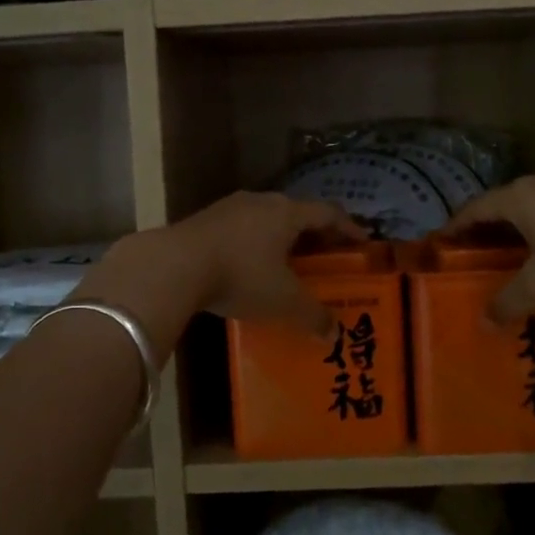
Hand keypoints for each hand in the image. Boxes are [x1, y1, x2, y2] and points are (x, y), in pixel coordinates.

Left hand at [106, 192, 364, 339]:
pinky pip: (240, 229)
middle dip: (314, 235)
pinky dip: (253, 245)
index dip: (348, 227)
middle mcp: (261, 202)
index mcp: (287, 213)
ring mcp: (228, 208)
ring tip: (286, 263)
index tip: (362, 242)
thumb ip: (312, 316)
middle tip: (325, 257)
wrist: (172, 266)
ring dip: (280, 239)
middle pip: (297, 213)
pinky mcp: (202, 221)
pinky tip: (247, 268)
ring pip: (265, 219)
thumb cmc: (240, 276)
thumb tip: (333, 333)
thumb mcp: (283, 301)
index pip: (328, 213)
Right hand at [443, 175, 534, 320]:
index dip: (454, 228)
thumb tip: (482, 322)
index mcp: (518, 199)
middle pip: (501, 208)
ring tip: (508, 262)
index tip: (439, 246)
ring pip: (531, 212)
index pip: (473, 209)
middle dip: (484, 233)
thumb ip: (509, 302)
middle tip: (470, 259)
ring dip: (515, 235)